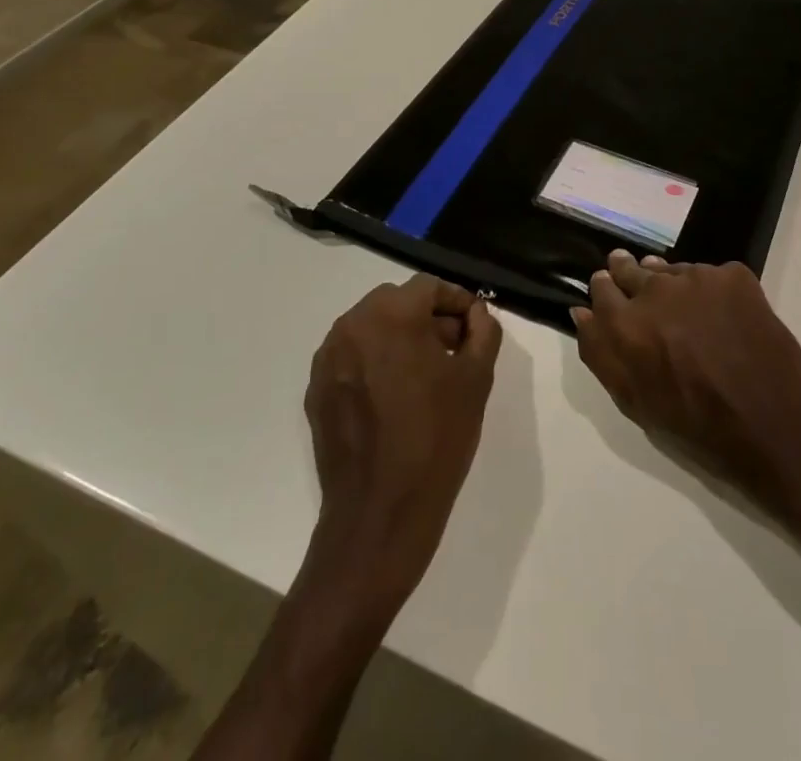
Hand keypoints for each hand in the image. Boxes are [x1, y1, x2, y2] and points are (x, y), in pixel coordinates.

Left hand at [304, 274, 502, 606]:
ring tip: (426, 375)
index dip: (457, 301)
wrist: (380, 514)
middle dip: (428, 318)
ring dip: (400, 338)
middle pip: (397, 302)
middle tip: (454, 350)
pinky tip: (395, 398)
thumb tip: (476, 314)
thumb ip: (483, 332)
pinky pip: (352, 357)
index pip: (429, 286)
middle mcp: (352, 325)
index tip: (475, 325)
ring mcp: (328, 358)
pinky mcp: (317, 389)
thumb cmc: (436, 439)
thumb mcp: (476, 379)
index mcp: (391, 315)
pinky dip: (375, 363)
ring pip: (372, 328)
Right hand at [572, 252, 800, 509]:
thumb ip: (600, 353)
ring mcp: (699, 278)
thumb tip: (581, 312)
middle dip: (629, 275)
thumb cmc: (698, 427)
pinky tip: (721, 317)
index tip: (610, 292)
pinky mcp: (734, 276)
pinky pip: (710, 275)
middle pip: (632, 269)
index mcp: (627, 324)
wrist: (775, 427)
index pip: (602, 287)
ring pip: (671, 270)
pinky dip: (709, 291)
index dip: (606, 289)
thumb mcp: (635, 402)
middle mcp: (657, 290)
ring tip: (682, 307)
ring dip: (669, 283)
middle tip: (641, 290)